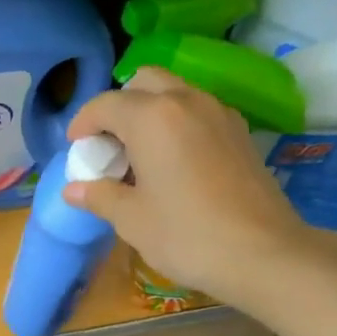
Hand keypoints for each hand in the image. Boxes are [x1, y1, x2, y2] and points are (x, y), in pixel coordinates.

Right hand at [65, 68, 307, 307]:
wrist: (263, 253)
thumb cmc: (186, 236)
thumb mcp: (132, 220)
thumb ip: (100, 196)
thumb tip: (73, 190)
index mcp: (152, 117)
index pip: (106, 104)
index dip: (84, 123)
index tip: (76, 148)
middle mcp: (186, 101)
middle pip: (144, 82)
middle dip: (119, 106)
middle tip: (110, 144)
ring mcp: (219, 113)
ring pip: (175, 92)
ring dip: (150, 112)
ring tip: (140, 155)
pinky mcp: (240, 132)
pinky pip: (199, 111)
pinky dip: (178, 123)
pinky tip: (175, 162)